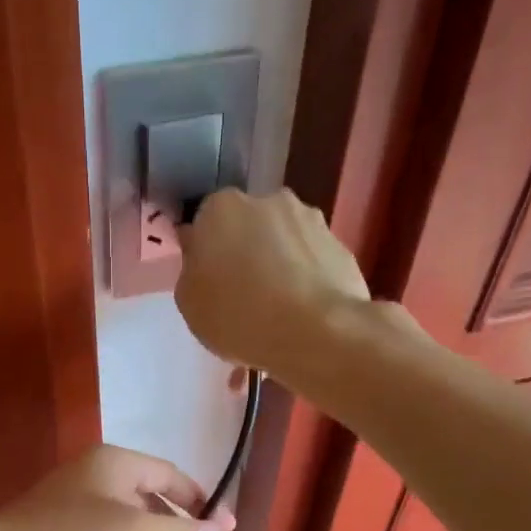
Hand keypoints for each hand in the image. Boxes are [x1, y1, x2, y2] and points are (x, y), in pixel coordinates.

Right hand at [176, 189, 370, 376]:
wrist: (315, 331)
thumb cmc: (238, 316)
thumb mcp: (190, 304)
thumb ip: (192, 271)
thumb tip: (202, 256)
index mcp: (221, 208)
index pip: (204, 225)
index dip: (205, 255)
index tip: (208, 284)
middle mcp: (267, 199)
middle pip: (247, 229)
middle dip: (243, 255)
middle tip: (241, 298)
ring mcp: (309, 219)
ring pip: (282, 243)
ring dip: (276, 267)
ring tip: (276, 311)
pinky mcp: (339, 244)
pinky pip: (310, 262)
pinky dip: (304, 280)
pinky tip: (301, 313)